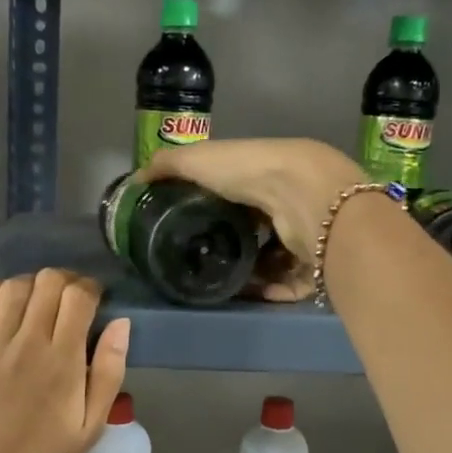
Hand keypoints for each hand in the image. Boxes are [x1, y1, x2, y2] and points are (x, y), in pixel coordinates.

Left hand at [0, 269, 130, 452]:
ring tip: (36, 303)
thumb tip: (122, 323)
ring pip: (14, 286)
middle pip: (48, 281)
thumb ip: (110, 371)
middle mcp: (27, 342)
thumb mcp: (92, 425)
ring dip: (32, 285)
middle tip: (68, 300)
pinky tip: (4, 306)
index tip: (94, 299)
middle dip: (65, 281)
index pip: (79, 296)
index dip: (90, 288)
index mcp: (64, 360)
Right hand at [143, 138, 361, 301]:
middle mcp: (290, 202)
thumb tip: (136, 180)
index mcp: (267, 173)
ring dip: (249, 272)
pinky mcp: (315, 266)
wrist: (304, 198)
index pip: (240, 193)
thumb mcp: (199, 159)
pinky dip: (266, 290)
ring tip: (218, 282)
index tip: (190, 227)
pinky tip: (242, 293)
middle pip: (259, 229)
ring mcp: (306, 235)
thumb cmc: (251, 172)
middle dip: (233, 245)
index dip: (217, 208)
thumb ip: (168, 166)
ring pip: (274, 260)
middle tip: (202, 260)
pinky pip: (287, 285)